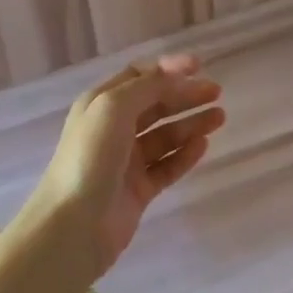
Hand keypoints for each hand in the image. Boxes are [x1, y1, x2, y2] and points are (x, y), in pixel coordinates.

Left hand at [23, 55, 223, 278]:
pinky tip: (204, 146)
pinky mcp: (138, 190)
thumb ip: (148, 86)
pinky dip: (185, 155)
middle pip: (155, 105)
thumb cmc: (90, 157)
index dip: (168, 69)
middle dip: (185, 95)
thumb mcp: (114, 107)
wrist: (73, 225)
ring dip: (191, 124)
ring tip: (219, 118)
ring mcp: (126, 162)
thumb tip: (178, 76)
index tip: (199, 66)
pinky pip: (167, 166)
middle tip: (217, 93)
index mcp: (100, 104)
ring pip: (165, 136)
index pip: (138, 76)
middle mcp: (112, 129)